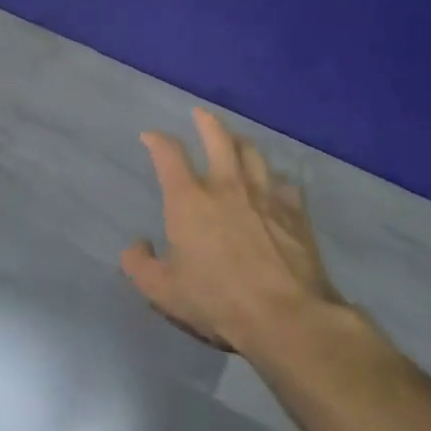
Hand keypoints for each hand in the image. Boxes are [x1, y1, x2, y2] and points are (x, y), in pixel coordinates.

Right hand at [121, 109, 341, 354]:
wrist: (286, 317)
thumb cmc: (218, 301)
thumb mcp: (164, 292)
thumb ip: (140, 266)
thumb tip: (135, 246)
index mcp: (189, 199)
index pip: (169, 154)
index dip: (157, 140)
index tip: (150, 136)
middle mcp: (227, 186)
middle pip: (218, 138)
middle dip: (206, 122)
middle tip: (200, 113)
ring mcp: (265, 195)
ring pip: (253, 154)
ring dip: (241, 143)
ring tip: (237, 141)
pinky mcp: (295, 213)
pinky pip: (286, 185)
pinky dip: (277, 181)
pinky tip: (277, 187)